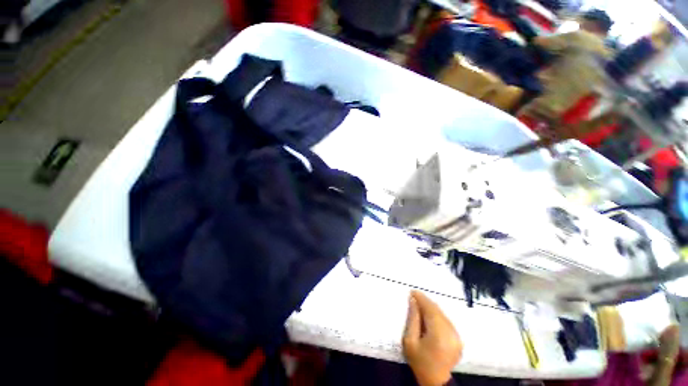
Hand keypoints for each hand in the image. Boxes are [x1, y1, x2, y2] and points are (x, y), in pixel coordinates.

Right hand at [402, 290, 462, 385]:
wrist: (436, 381)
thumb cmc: (419, 361)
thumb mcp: (410, 341)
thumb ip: (412, 319)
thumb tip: (413, 301)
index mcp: (439, 334)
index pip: (430, 309)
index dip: (421, 299)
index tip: (412, 292)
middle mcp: (451, 332)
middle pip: (437, 310)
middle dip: (425, 302)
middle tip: (414, 297)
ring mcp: (456, 335)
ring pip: (442, 314)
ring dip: (431, 308)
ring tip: (420, 305)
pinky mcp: (458, 338)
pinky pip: (446, 320)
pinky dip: (436, 315)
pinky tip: (428, 315)